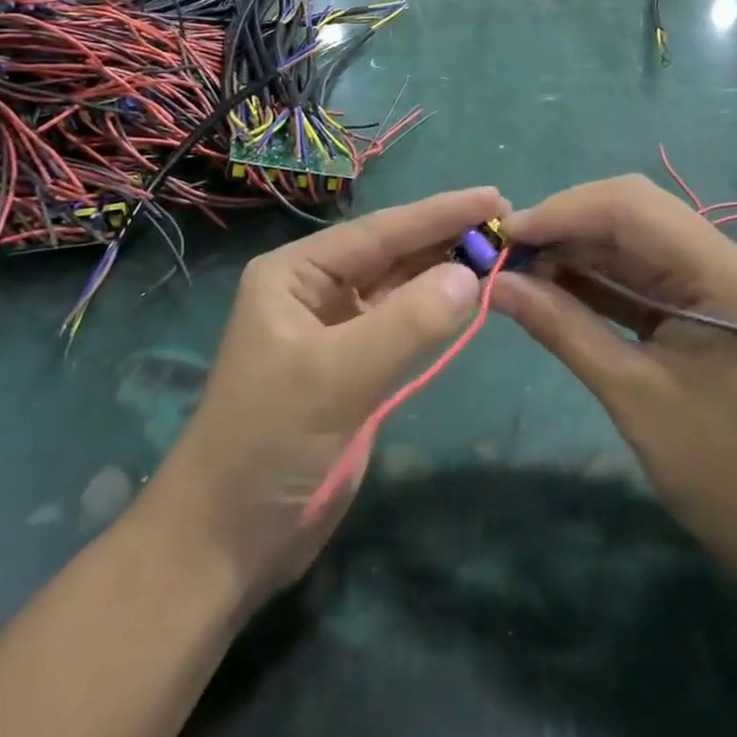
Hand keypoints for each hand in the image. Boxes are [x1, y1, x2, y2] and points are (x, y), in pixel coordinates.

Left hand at [146, 187, 507, 605]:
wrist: (229, 541)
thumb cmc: (269, 442)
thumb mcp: (336, 375)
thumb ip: (407, 322)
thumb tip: (470, 274)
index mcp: (295, 274)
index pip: (378, 233)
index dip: (437, 213)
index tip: (493, 196)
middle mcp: (314, 291)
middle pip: (391, 254)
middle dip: (445, 237)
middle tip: (508, 221)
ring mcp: (336, 331)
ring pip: (400, 288)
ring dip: (446, 271)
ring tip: (500, 250)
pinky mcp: (354, 369)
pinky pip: (403, 326)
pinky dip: (436, 312)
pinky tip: (469, 296)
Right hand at [494, 175, 736, 573]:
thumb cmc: (724, 470)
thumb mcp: (632, 394)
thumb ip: (562, 328)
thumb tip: (496, 286)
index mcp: (719, 270)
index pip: (629, 206)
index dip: (560, 211)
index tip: (504, 237)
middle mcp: (721, 259)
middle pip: (631, 212)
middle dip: (565, 225)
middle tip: (509, 255)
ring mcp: (715, 283)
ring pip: (632, 241)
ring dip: (577, 250)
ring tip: (521, 272)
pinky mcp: (704, 309)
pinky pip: (642, 276)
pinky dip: (597, 279)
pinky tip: (555, 291)